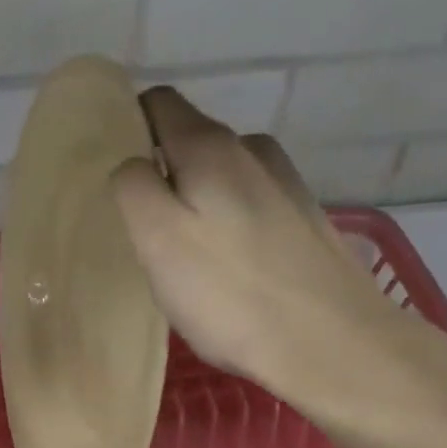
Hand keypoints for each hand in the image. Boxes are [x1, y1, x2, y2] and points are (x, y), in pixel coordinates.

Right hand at [111, 88, 446, 442]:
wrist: (331, 343)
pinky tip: (231, 271)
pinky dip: (230, 226)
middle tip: (145, 234)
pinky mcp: (305, 221)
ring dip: (198, 204)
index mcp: (211, 146)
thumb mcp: (158, 239)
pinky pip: (250, 208)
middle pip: (191, 143)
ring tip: (188, 259)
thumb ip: (134, 188)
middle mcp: (253, 150)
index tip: (114, 175)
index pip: (158, 104)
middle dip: (163, 176)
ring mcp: (286, 184)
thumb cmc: (231, 293)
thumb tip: (133, 165)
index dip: (129, 127)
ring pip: (222, 179)